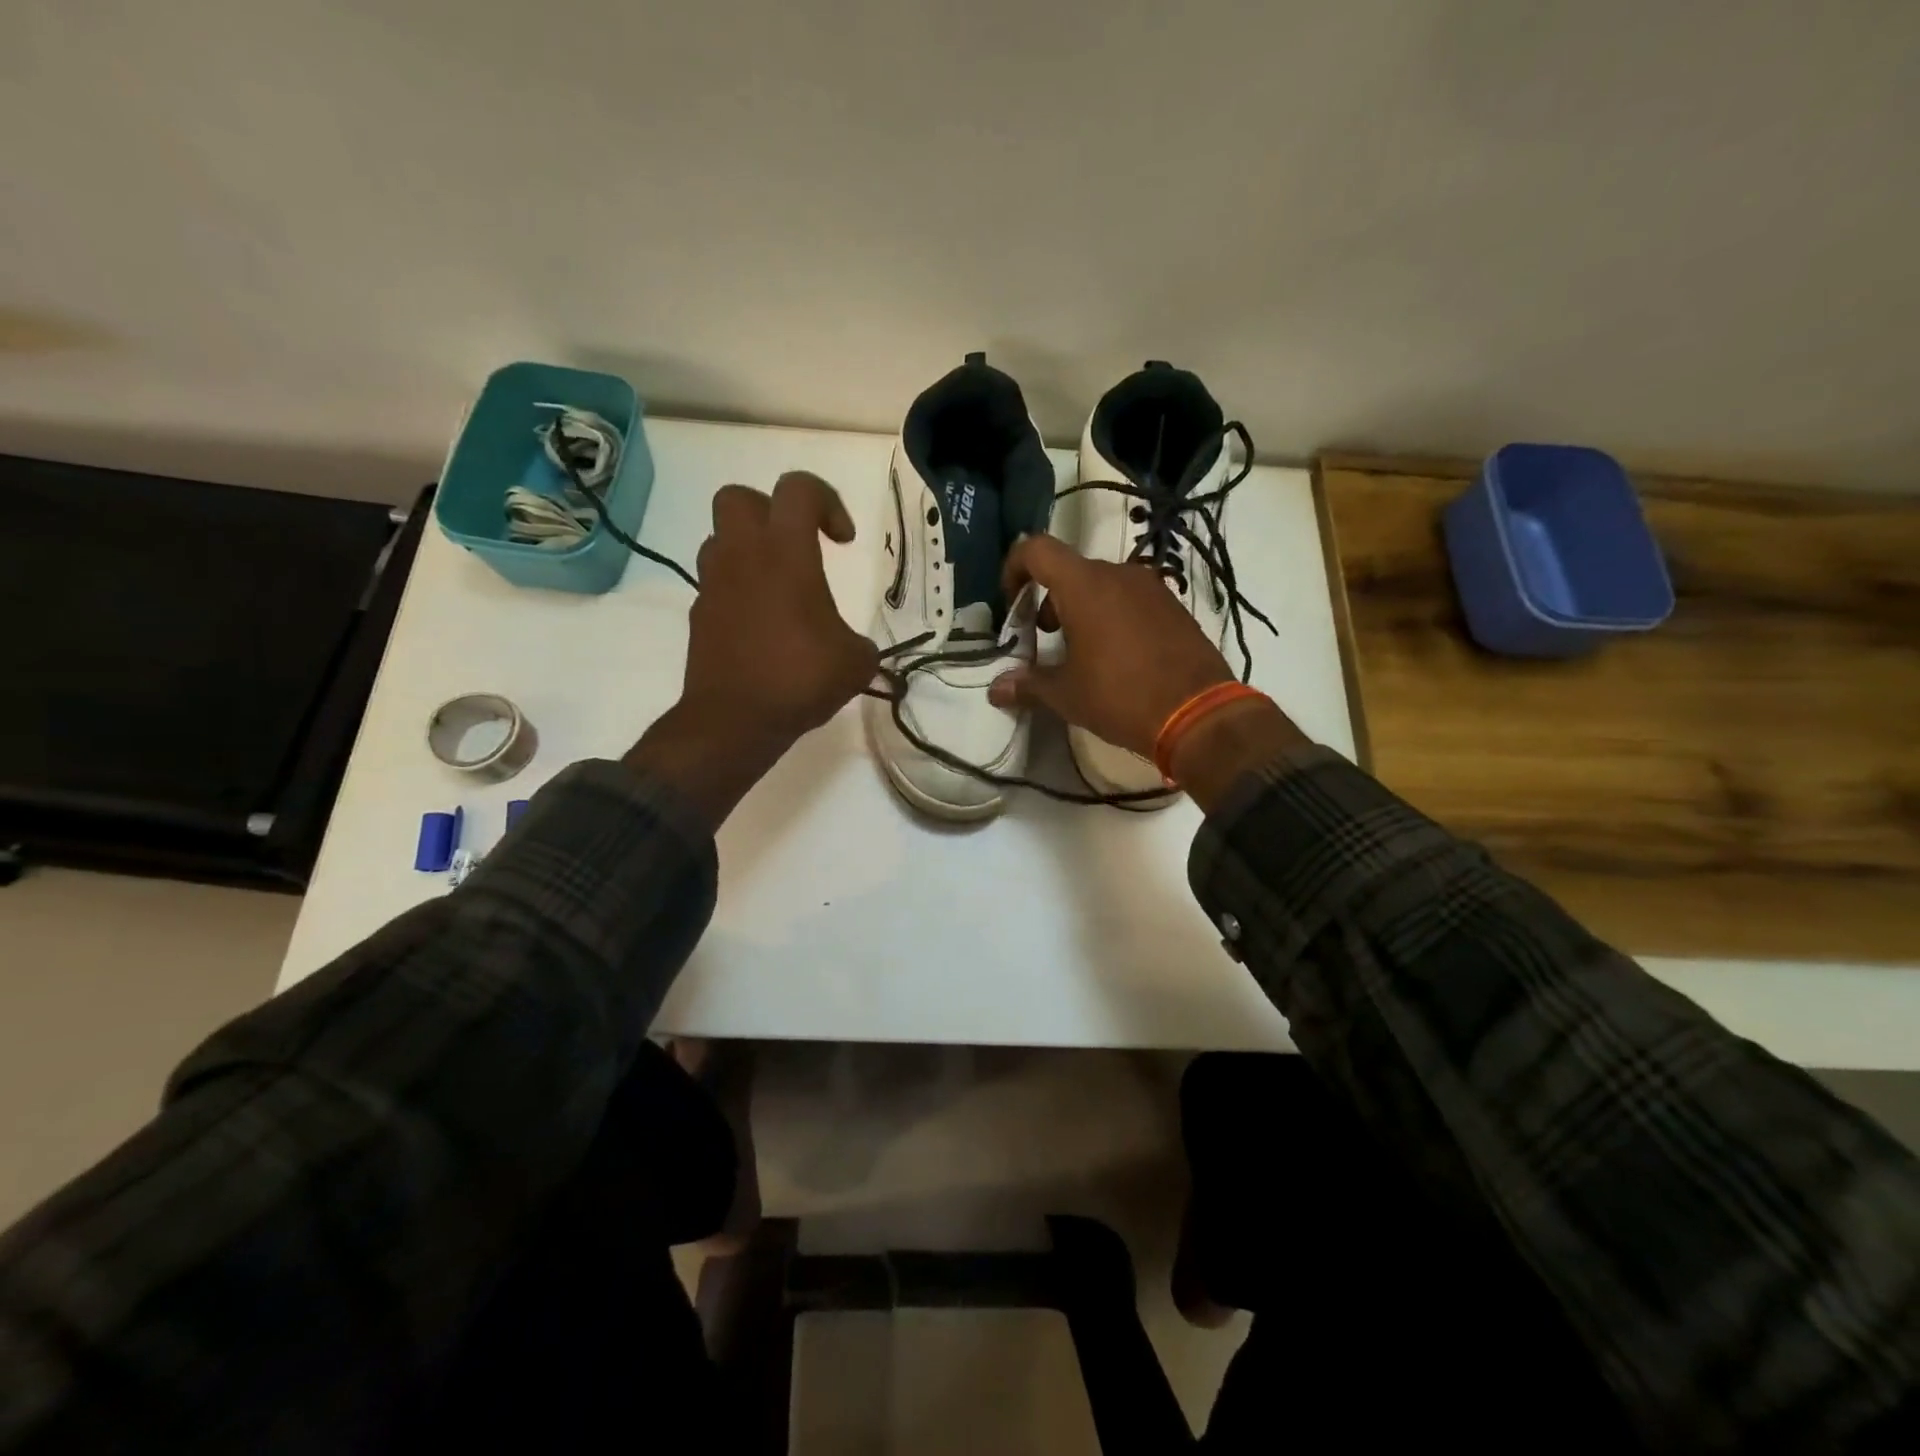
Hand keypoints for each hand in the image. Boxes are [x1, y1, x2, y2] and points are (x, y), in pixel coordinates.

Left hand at [626, 472, 877, 825]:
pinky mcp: (699, 615)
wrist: (734, 721)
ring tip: (778, 588)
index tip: (843, 541)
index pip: (798, 489)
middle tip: (796, 546)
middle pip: (739, 497)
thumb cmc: (800, 679)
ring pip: (720, 539)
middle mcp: (742, 556)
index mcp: (785, 553)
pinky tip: (762, 626)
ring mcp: (713, 585)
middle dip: (770, 511)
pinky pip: (717, 584)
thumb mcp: (856, 661)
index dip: (827, 502)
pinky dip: (739, 591)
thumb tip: (850, 646)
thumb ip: (858, 641)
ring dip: (749, 551)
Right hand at [987, 535, 1308, 808]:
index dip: (1014, 568)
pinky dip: (1112, 615)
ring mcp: (1151, 587)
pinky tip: (1116, 657)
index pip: (1037, 549)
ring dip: (1081, 608)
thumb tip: (995, 690)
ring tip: (1079, 651)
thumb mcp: (1066, 695)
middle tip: (1044, 637)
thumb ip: (1027, 685)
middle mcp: (1118, 574)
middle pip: (1070, 569)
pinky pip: (1131, 599)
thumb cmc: (1120, 697)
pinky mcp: (1174, 606)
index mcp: (1084, 586)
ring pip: (1102, 584)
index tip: (1011, 604)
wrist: (1199, 713)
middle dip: (1048, 599)